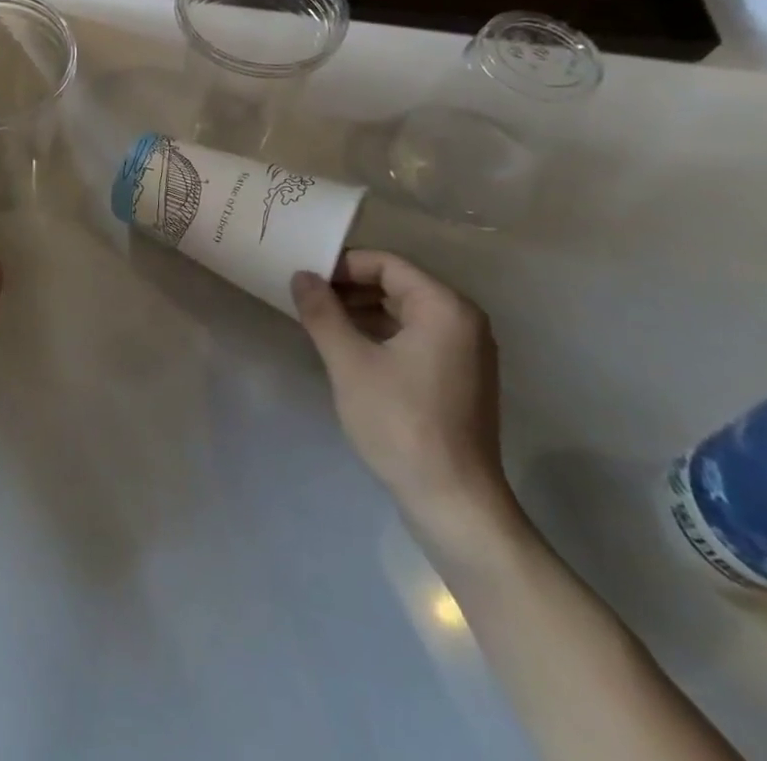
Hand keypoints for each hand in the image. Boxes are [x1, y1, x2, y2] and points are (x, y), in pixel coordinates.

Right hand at [290, 252, 518, 556]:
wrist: (454, 503)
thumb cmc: (400, 423)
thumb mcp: (349, 362)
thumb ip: (322, 312)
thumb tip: (301, 275)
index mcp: (444, 307)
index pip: (386, 264)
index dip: (342, 265)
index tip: (305, 279)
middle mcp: (463, 320)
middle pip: (397, 284)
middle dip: (349, 288)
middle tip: (306, 299)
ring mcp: (465, 351)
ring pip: (403, 311)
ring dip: (361, 311)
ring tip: (320, 322)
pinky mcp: (458, 377)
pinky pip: (414, 336)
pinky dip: (380, 334)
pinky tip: (348, 348)